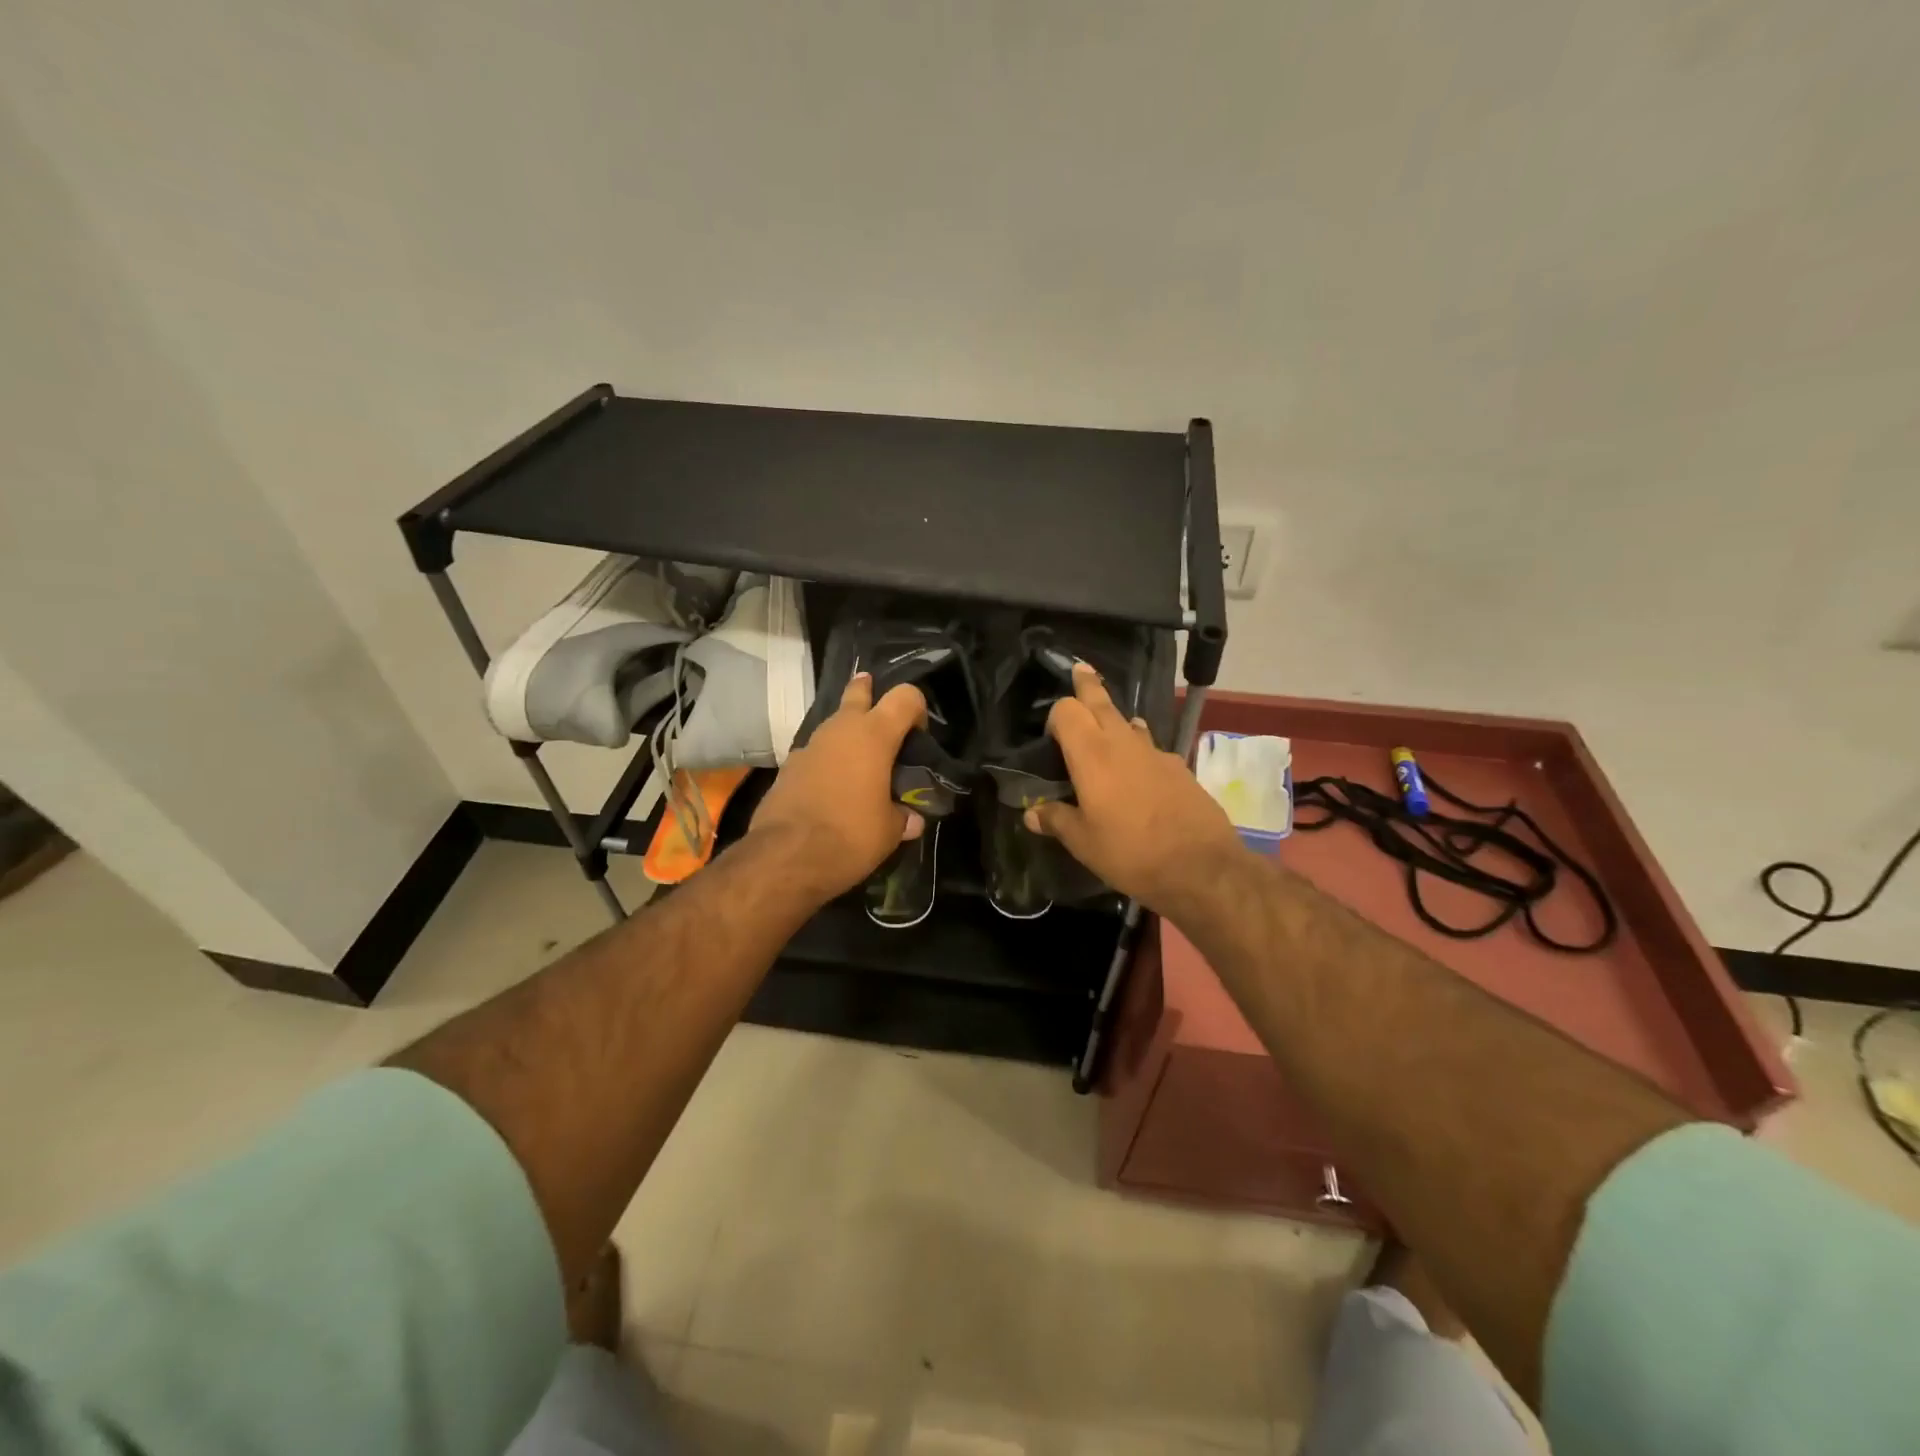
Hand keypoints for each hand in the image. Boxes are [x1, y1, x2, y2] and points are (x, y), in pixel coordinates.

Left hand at [750, 672, 926, 901]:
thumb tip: (912, 820)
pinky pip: (816, 752)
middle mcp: (840, 730)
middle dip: (869, 692)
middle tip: (878, 700)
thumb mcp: (889, 831)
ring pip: (834, 724)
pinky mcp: (787, 767)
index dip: (917, 708)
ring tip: (860, 760)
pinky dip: (827, 760)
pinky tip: (832, 785)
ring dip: (847, 733)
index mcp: (874, 736)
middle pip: (858, 693)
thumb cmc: (849, 835)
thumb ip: (903, 818)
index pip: (905, 697)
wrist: (784, 857)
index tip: (919, 735)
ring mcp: (809, 746)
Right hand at [1025, 663, 1244, 915]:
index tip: (1050, 736)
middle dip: (1087, 686)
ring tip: (1106, 723)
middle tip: (1079, 670)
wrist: (1201, 867)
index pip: (1067, 710)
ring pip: (1128, 721)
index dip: (1056, 716)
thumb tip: (1032, 813)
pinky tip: (1137, 771)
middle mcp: (1123, 742)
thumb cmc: (1130, 853)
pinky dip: (1137, 746)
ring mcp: (1155, 752)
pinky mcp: (1178, 767)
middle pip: (1101, 701)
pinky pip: (1150, 746)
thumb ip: (1056, 821)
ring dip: (1114, 717)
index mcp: (1092, 755)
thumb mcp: (1083, 843)